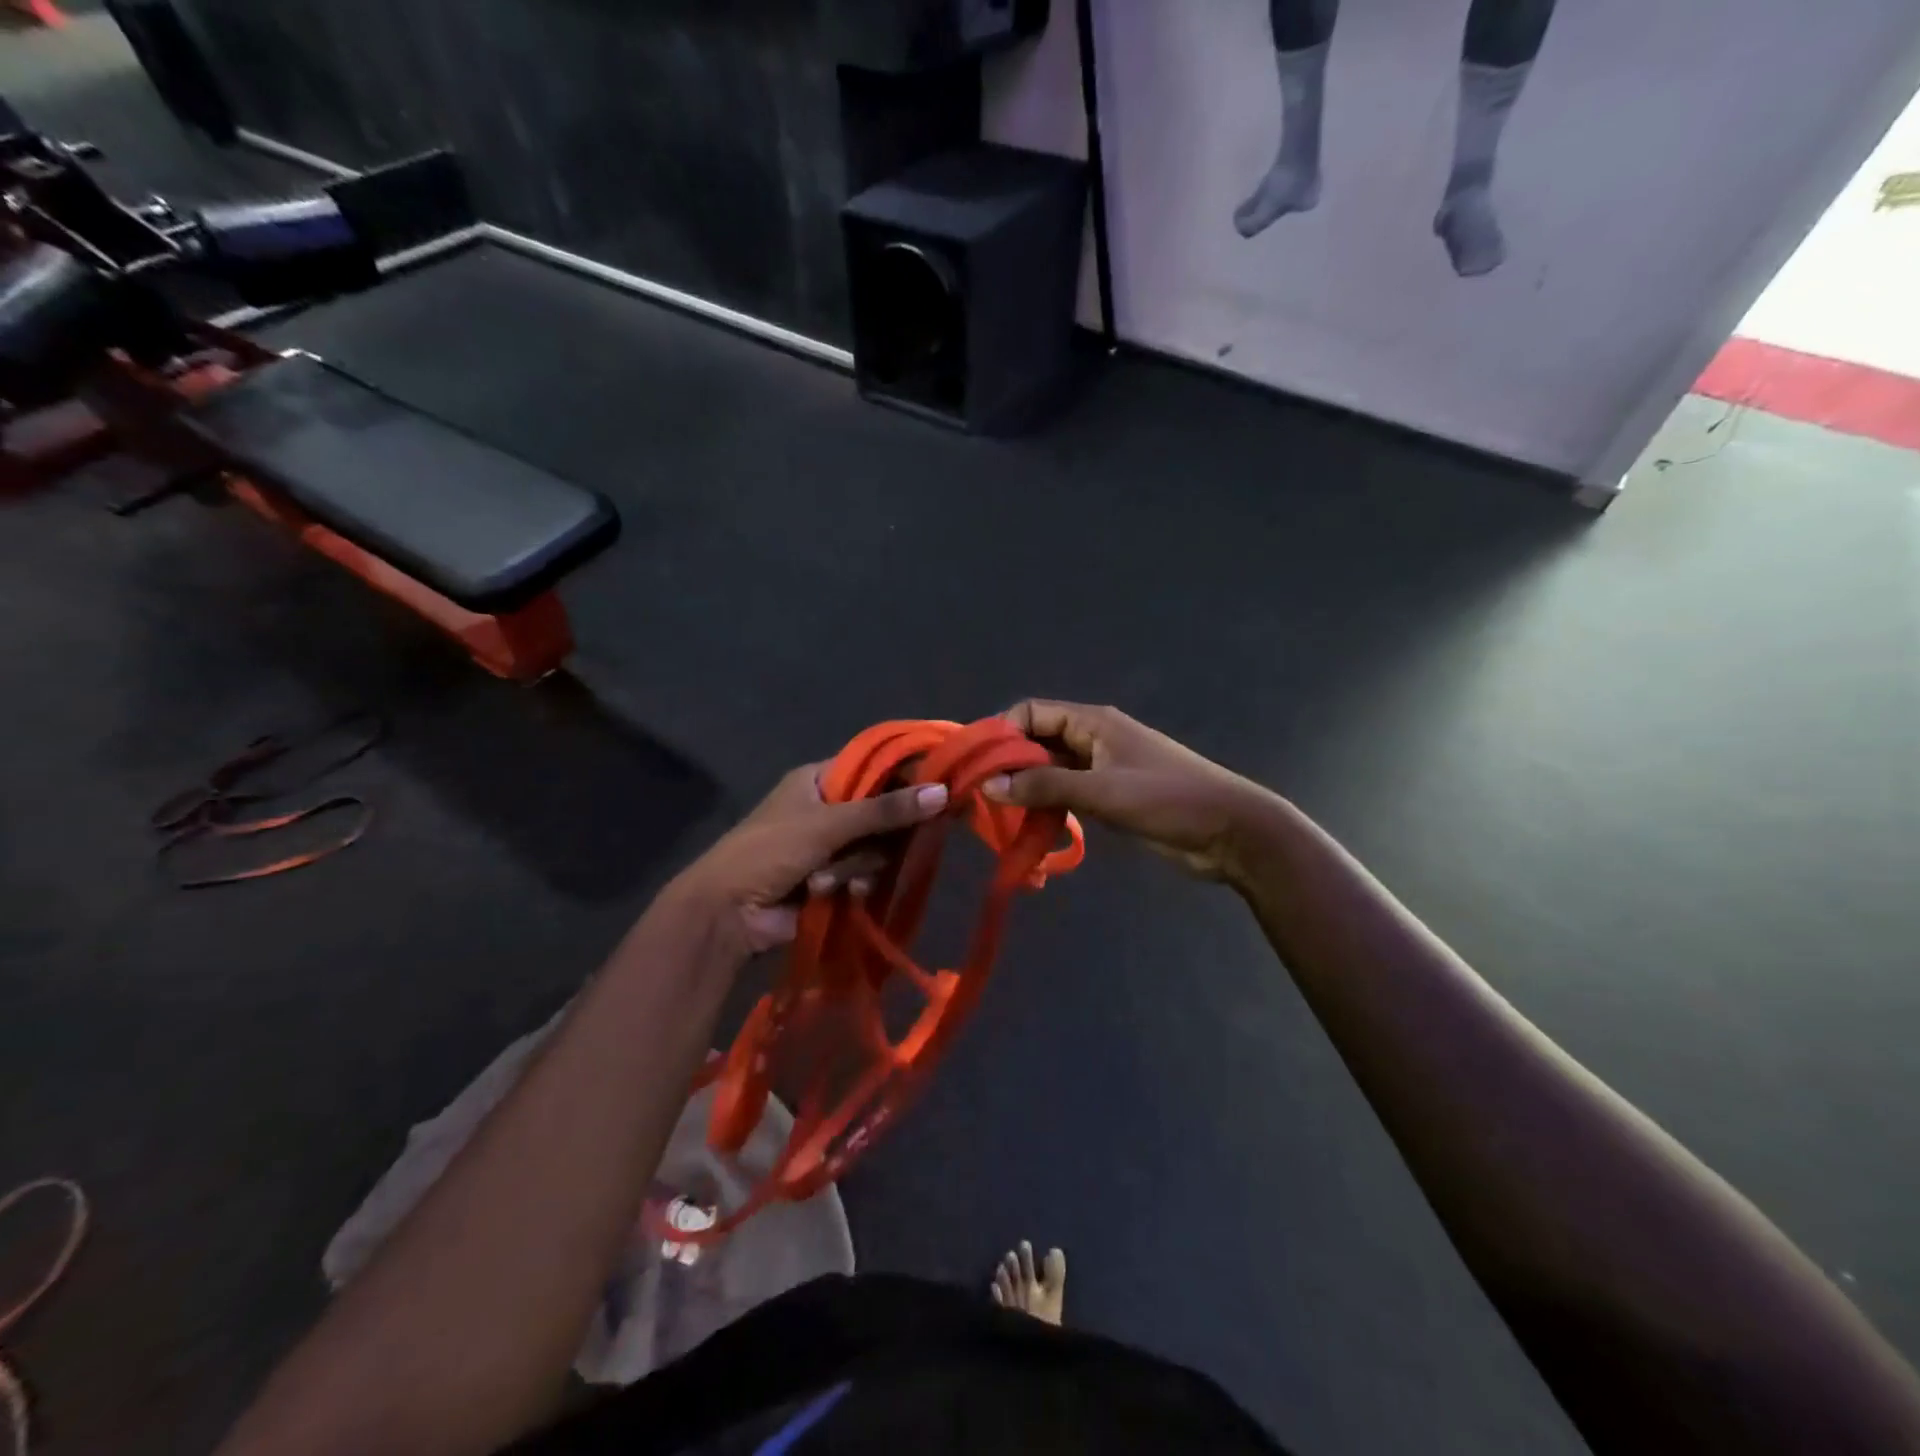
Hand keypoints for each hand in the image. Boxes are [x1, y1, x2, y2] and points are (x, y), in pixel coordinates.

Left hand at [667, 763, 948, 957]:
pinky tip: (846, 895)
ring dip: (860, 865)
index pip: (875, 766)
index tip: (941, 785)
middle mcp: (829, 808)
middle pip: (883, 811)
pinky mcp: (836, 878)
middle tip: (886, 843)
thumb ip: (885, 810)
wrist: (728, 913)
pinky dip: (857, 883)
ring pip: (877, 847)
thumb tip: (943, 792)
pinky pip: (867, 873)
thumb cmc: (770, 851)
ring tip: (834, 879)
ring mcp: (832, 846)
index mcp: (820, 780)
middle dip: (881, 834)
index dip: (907, 774)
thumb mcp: (828, 825)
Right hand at [984, 700, 1275, 881]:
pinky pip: (1067, 792)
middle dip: (1009, 763)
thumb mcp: (1102, 791)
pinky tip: (1030, 828)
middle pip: (1037, 740)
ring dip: (1026, 788)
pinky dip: (1047, 805)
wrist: (1231, 831)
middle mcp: (1093, 738)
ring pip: (1050, 770)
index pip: (1032, 712)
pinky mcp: (1110, 795)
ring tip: (998, 817)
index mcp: (1093, 722)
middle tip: (980, 796)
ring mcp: (1102, 767)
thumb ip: (1045, 786)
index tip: (977, 765)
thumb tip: (988, 785)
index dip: (1002, 732)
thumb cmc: (1168, 799)